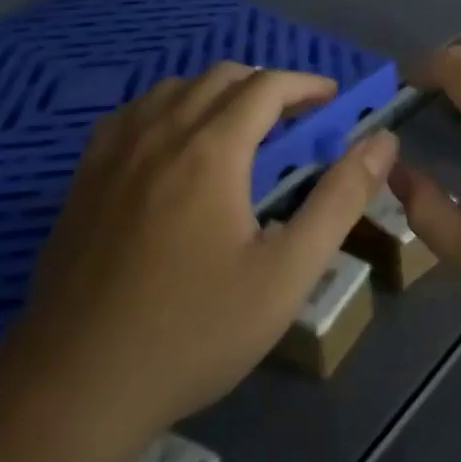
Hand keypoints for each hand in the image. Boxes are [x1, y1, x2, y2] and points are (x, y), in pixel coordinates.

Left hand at [2, 64, 398, 443]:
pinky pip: (134, 114)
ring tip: (240, 130)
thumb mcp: (287, 272)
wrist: (78, 384)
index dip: (305, 84)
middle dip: (266, 86)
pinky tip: (174, 147)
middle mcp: (160, 132)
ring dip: (217, 93)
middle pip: (220, 77)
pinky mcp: (84, 177)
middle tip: (295, 121)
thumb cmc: (195, 330)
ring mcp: (114, 152)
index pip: (266, 86)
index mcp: (211, 149)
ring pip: (174, 89)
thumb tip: (383, 143)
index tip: (332, 100)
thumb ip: (340, 200)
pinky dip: (169, 109)